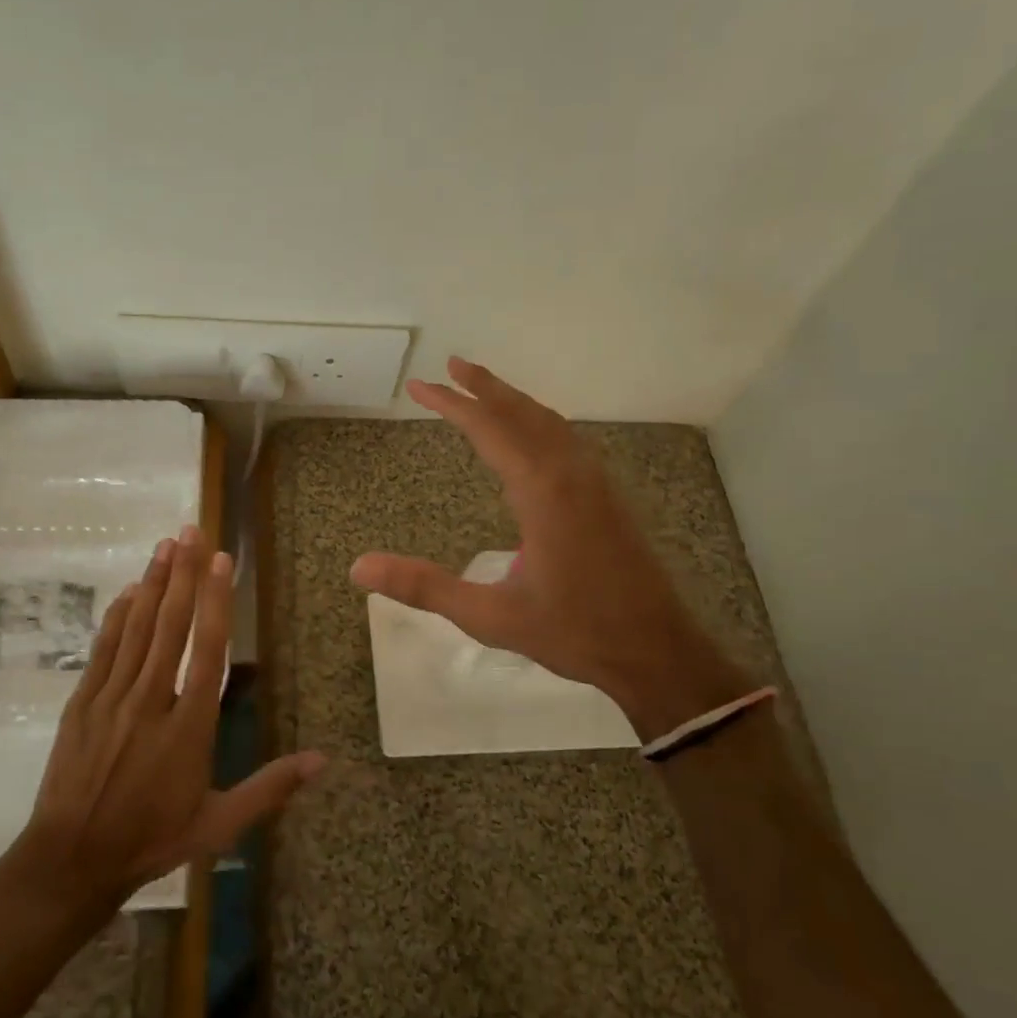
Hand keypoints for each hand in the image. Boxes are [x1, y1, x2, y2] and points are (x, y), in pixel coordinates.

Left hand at [22, 527, 325, 907]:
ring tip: (165, 546)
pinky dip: (116, 617)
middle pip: (170, 626)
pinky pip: (102, 650)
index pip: (206, 651)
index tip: (220, 561)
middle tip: (191, 531)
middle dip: (183, 574)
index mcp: (188, 727)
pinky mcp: (81, 703)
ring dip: (153, 584)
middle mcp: (150, 701)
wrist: (72, 860)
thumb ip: (269, 788)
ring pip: (136, 629)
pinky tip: (128, 591)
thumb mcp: (218, 824)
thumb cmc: (151, 839)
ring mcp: (111, 698)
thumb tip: (322, 761)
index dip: (216, 601)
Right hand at [350, 358, 749, 739]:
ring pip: (550, 422)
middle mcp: (571, 473)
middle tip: (451, 366)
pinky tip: (533, 437)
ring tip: (485, 390)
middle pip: (522, 412)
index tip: (419, 385)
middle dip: (485, 386)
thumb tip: (359, 566)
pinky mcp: (609, 497)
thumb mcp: (489, 615)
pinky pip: (568, 440)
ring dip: (514, 401)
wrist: (657, 651)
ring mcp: (596, 482)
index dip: (450, 404)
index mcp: (542, 491)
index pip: (488, 429)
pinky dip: (539, 422)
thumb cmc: (574, 632)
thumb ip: (425, 587)